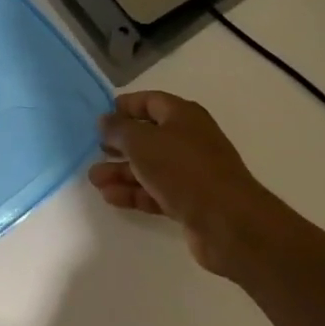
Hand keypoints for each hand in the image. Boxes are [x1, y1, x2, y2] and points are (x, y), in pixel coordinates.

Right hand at [89, 91, 278, 275]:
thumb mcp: (142, 142)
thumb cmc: (183, 170)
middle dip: (119, 144)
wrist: (229, 223)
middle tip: (95, 150)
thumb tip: (105, 120)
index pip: (150, 102)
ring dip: (121, 171)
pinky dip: (134, 193)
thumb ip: (119, 129)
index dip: (125, 106)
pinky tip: (111, 197)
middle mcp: (189, 140)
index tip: (100, 117)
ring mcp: (191, 172)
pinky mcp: (191, 202)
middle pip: (148, 136)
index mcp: (183, 116)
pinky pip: (156, 192)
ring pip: (150, 167)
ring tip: (95, 179)